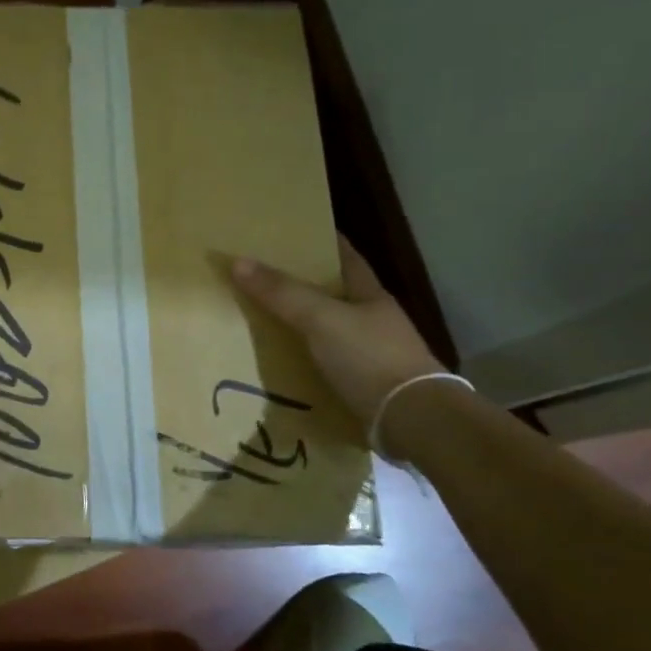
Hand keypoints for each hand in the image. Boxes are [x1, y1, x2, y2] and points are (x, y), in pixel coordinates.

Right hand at [231, 237, 441, 424]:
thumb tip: (238, 260)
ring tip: (264, 316)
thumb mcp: (320, 319)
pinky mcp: (363, 383)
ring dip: (302, 322)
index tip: (295, 231)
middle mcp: (373, 319)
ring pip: (329, 328)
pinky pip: (326, 361)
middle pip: (335, 293)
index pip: (346, 257)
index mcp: (370, 295)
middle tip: (264, 274)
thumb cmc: (369, 357)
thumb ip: (282, 293)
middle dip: (304, 283)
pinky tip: (282, 359)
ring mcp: (371, 353)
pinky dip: (305, 356)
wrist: (412, 420)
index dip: (323, 241)